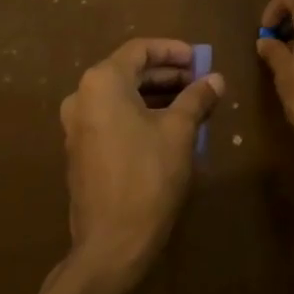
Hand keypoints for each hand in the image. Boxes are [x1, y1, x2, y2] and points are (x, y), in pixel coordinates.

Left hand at [59, 38, 222, 293]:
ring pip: (121, 96)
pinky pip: (112, 117)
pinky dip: (139, 114)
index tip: (199, 59)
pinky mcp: (81, 150)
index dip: (172, 50)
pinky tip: (168, 127)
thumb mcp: (179, 132)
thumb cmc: (147, 177)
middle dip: (167, 74)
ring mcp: (77, 125)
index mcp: (102, 82)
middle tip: (199, 80)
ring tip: (191, 104)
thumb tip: (216, 79)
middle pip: (129, 71)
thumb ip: (197, 98)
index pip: (140, 50)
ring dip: (156, 95)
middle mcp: (82, 96)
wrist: (110, 244)